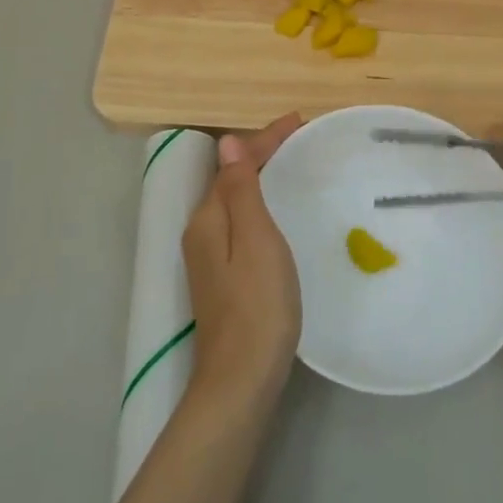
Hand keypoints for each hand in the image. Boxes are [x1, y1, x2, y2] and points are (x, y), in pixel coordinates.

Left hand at [181, 114, 302, 411]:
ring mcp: (210, 258)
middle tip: (299, 140)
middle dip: (261, 155)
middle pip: (231, 180)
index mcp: (208, 218)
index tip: (298, 121)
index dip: (264, 139)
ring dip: (261, 178)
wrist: (241, 381)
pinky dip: (260, 205)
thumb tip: (226, 142)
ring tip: (292, 167)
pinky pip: (241, 224)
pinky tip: (278, 214)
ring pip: (236, 202)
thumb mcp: (255, 239)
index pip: (234, 164)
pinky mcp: (223, 278)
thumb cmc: (257, 305)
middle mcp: (202, 232)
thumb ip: (241, 190)